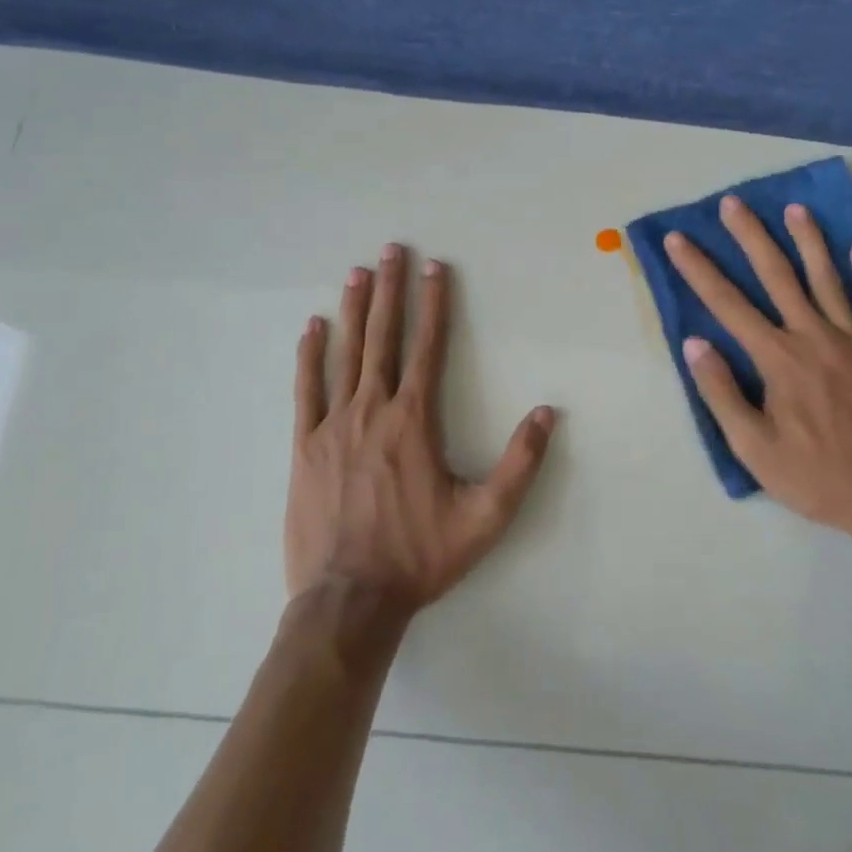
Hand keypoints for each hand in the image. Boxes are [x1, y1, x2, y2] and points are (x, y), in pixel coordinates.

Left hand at [286, 244, 555, 617]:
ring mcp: (333, 425)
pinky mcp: (304, 446)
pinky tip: (313, 328)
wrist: (349, 601)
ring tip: (358, 273)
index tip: (435, 268)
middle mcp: (373, 409)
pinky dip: (310, 356)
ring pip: (346, 354)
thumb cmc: (420, 556)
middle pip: (384, 337)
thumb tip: (547, 412)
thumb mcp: (485, 517)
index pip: (429, 346)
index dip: (434, 304)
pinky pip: (306, 390)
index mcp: (414, 420)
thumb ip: (520, 463)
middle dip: (391, 290)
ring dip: (354, 310)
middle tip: (392, 250)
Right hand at [665, 196, 851, 554]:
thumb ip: (721, 392)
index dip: (698, 269)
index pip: (727, 304)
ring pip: (828, 278)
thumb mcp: (754, 448)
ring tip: (795, 208)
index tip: (678, 239)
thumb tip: (695, 344)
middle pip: (777, 275)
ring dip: (809, 240)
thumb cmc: (817, 476)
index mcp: (777, 358)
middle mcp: (813, 336)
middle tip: (734, 203)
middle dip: (751, 236)